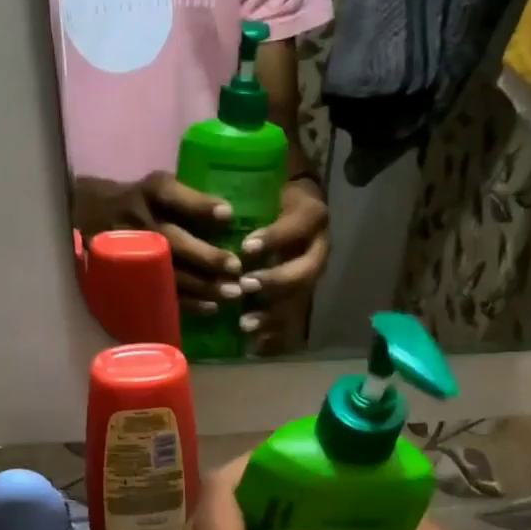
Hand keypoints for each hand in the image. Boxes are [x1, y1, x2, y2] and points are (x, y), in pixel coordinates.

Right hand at [71, 173, 243, 312]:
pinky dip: (187, 302)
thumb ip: (188, 199)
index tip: (227, 215)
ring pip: (169, 272)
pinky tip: (211, 307)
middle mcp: (138, 220)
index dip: (199, 205)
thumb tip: (233, 220)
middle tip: (235, 268)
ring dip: (202, 285)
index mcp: (149, 192)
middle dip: (205, 256)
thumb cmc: (141, 201)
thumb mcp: (158, 187)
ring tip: (232, 294)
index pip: (171, 194)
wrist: (89, 216)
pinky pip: (160, 292)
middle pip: (172, 240)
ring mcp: (131, 251)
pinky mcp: (130, 276)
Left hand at [237, 177, 328, 351]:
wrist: (292, 205)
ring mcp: (312, 272)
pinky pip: (294, 316)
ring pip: (300, 297)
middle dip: (276, 280)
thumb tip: (211, 207)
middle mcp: (319, 246)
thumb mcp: (264, 186)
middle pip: (306, 270)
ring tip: (245, 323)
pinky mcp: (303, 292)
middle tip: (245, 286)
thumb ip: (246, 197)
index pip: (298, 226)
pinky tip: (254, 343)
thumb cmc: (269, 193)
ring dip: (273, 312)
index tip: (246, 248)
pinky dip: (275, 331)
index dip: (275, 238)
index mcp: (311, 215)